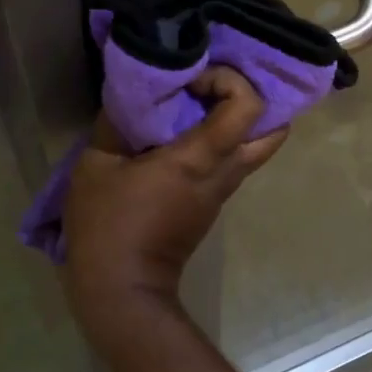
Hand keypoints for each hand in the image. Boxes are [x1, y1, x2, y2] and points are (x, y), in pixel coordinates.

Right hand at [62, 66, 287, 339]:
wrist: (122, 292)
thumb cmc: (107, 226)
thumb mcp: (96, 165)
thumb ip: (117, 121)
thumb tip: (134, 92)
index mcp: (201, 158)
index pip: (248, 107)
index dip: (230, 80)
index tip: (195, 79)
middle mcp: (225, 172)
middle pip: (274, 129)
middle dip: (253, 99)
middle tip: (215, 87)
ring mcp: (224, 190)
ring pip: (257, 146)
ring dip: (238, 120)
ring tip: (200, 103)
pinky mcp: (214, 203)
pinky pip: (235, 161)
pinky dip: (225, 139)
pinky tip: (189, 131)